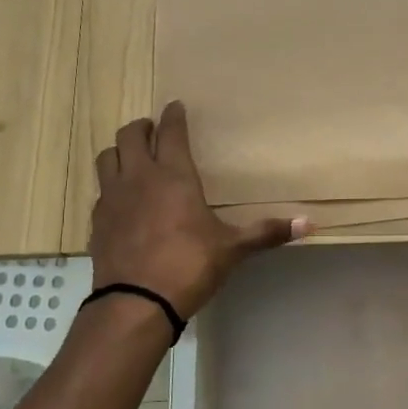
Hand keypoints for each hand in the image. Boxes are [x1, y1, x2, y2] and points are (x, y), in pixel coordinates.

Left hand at [90, 102, 304, 318]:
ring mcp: (112, 197)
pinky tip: (123, 199)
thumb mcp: (232, 249)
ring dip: (120, 150)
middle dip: (142, 127)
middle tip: (155, 130)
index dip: (174, 115)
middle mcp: (139, 177)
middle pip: (130, 135)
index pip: (171, 131)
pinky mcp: (97, 220)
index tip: (176, 105)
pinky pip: (101, 189)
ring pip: (107, 156)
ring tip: (134, 157)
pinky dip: (112, 184)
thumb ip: (266, 232)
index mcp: (174, 175)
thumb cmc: (189, 266)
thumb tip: (310, 224)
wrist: (135, 303)